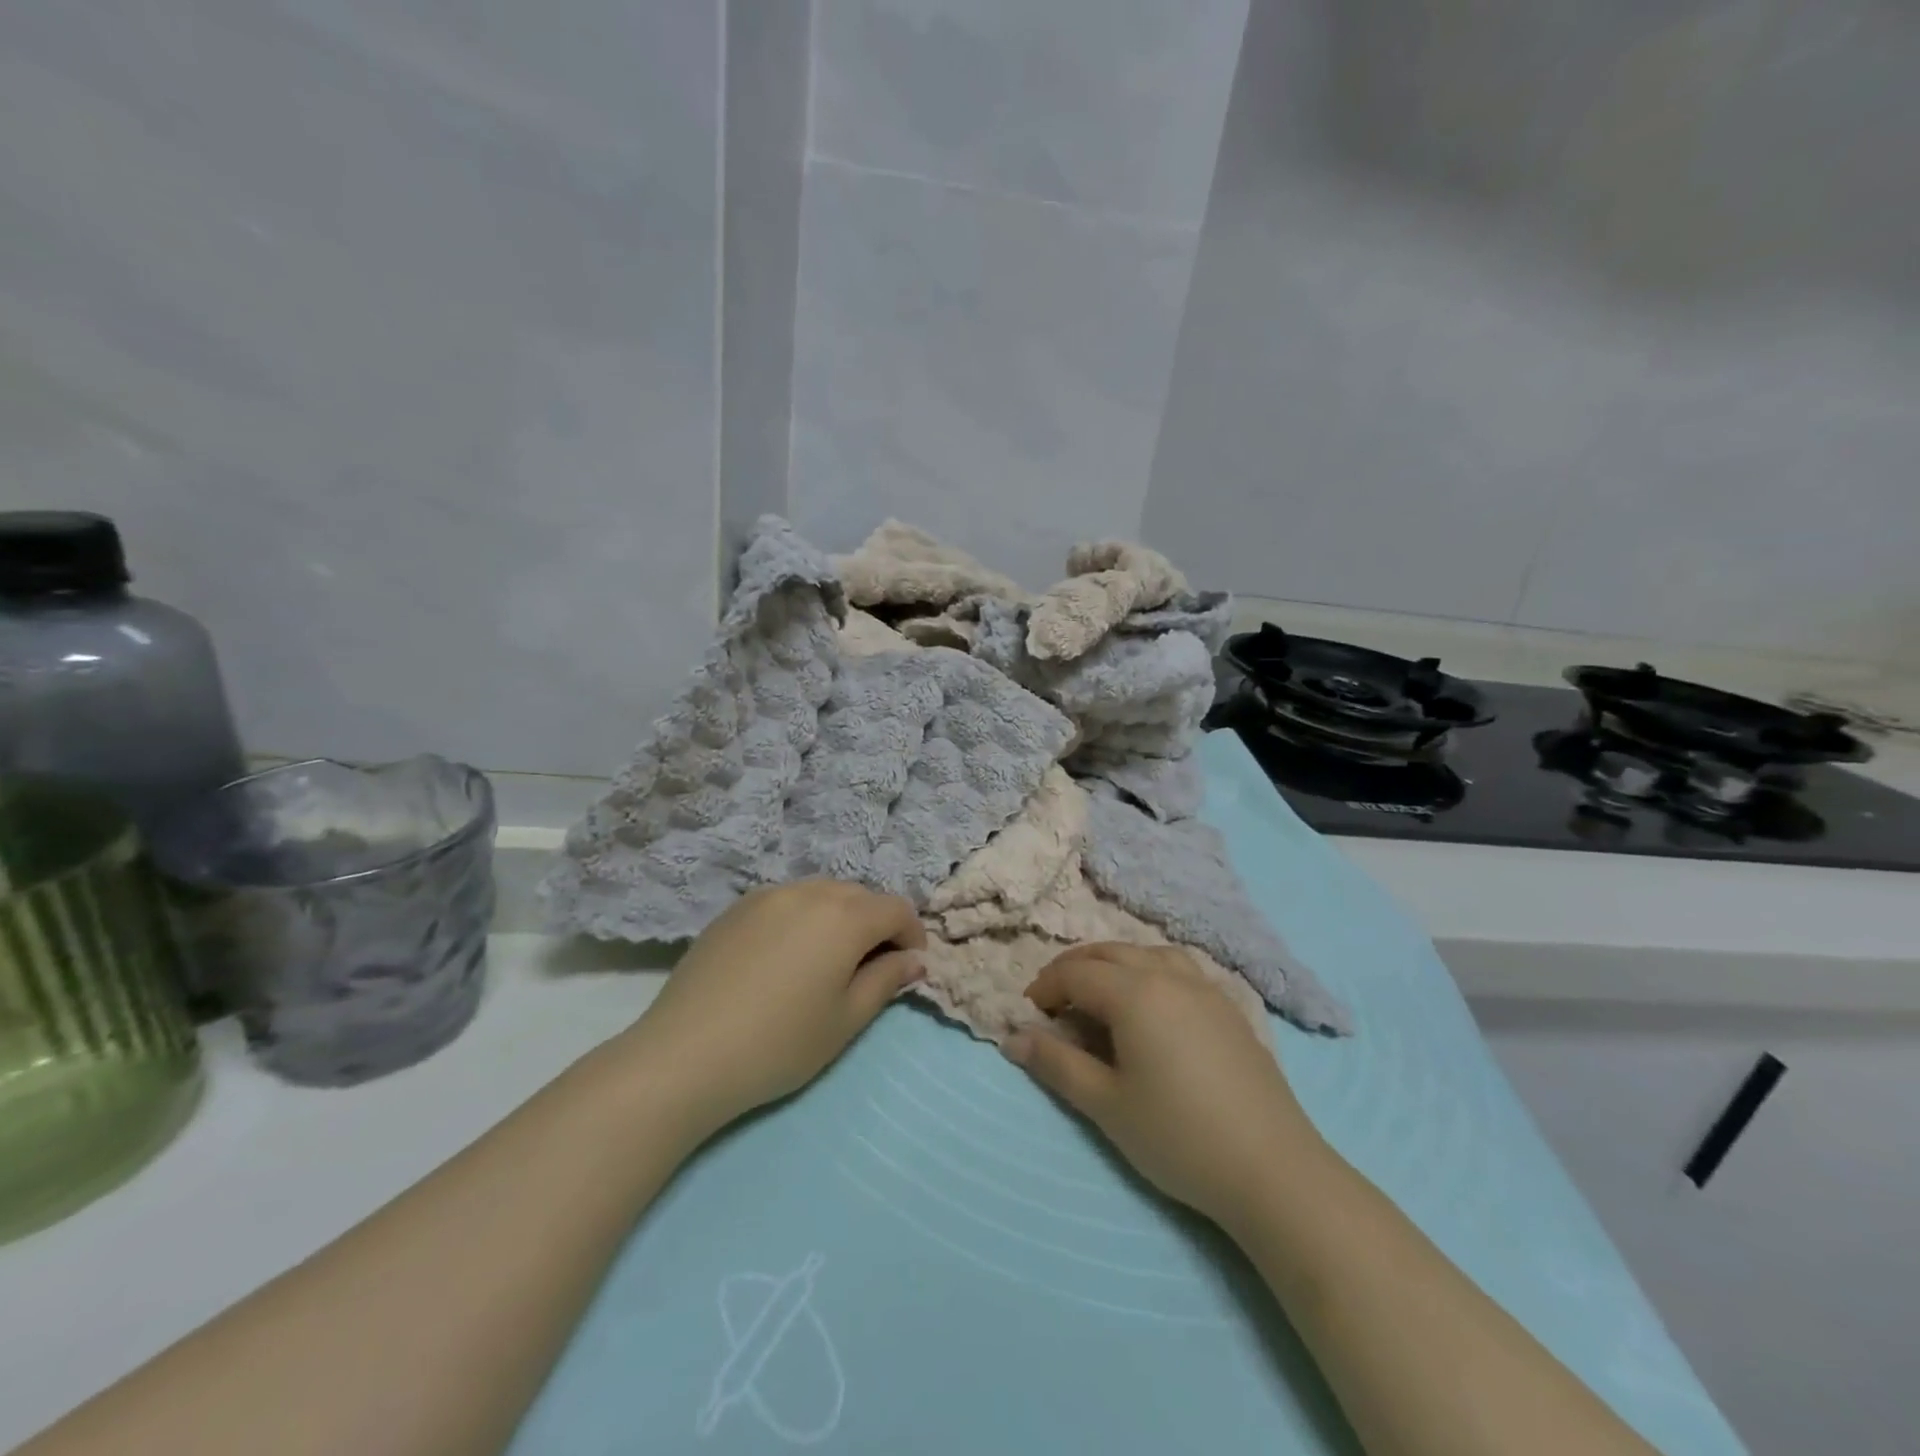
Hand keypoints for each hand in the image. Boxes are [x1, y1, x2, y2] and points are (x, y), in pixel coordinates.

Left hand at [615, 880, 925, 1136]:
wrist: (685, 1055)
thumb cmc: (779, 1043)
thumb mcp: (846, 1020)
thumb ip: (886, 981)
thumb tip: (914, 960)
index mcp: (844, 916)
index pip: (896, 909)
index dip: (912, 935)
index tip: (908, 968)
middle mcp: (808, 892)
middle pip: (859, 897)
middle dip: (875, 925)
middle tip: (869, 968)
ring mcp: (767, 896)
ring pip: (821, 894)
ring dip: (838, 918)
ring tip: (826, 961)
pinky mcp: (735, 908)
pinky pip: (785, 901)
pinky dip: (801, 918)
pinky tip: (784, 958)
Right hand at [1003, 944, 1326, 1230]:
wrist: (1273, 1170)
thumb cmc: (1178, 1136)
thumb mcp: (1106, 1104)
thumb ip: (1056, 1064)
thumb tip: (1013, 1038)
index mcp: (1135, 993)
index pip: (1076, 972)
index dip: (1045, 988)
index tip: (1029, 1016)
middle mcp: (1169, 975)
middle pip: (1109, 953)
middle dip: (1074, 970)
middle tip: (1055, 1003)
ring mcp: (1205, 988)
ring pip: (1147, 954)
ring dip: (1113, 965)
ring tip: (1100, 997)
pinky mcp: (1230, 1008)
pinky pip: (1178, 969)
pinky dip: (1149, 972)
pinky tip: (1152, 1007)